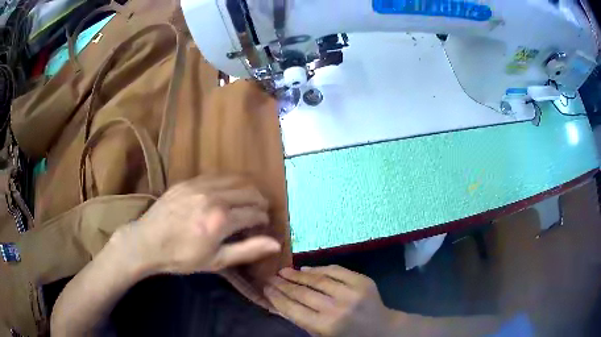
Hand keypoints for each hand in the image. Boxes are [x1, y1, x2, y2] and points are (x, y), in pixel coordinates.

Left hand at [114, 176, 280, 275]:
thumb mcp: (216, 261)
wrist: (147, 242)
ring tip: (247, 200)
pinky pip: (216, 175)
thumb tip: (276, 243)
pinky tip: (226, 192)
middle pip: (249, 191)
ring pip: (235, 178)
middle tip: (259, 212)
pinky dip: (229, 182)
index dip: (263, 219)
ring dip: (247, 188)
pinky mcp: (188, 181)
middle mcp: (213, 197)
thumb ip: (247, 250)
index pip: (255, 213)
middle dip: (260, 201)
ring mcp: (199, 185)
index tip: (262, 225)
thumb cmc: (182, 257)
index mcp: (221, 220)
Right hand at [265, 265, 397, 336]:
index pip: (293, 309)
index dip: (276, 297)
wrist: (382, 329)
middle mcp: (336, 308)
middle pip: (302, 293)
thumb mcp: (322, 335)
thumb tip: (279, 302)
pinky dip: (320, 268)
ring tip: (283, 271)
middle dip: (282, 284)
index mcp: (325, 326)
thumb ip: (302, 320)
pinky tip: (306, 268)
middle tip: (269, 277)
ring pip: (318, 279)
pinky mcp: (362, 281)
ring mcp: (351, 293)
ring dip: (298, 274)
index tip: (265, 288)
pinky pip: (336, 270)